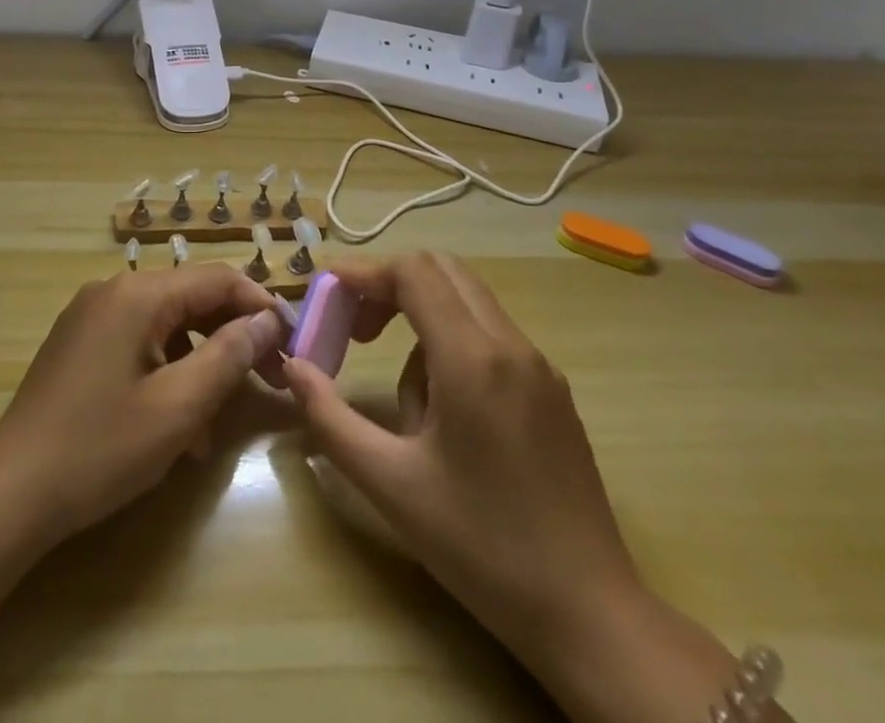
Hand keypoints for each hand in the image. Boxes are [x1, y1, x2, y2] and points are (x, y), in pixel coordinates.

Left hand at [0, 263, 286, 548]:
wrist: (11, 492)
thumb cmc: (100, 448)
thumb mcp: (178, 407)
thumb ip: (228, 356)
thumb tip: (266, 321)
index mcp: (137, 294)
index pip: (216, 279)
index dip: (259, 307)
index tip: (292, 344)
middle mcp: (113, 291)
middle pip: (190, 299)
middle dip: (231, 338)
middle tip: (269, 380)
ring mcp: (91, 317)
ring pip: (166, 326)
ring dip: (199, 364)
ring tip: (217, 421)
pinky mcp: (80, 345)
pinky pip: (138, 345)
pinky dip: (166, 374)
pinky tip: (177, 427)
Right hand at [285, 254, 785, 722]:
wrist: (591, 615)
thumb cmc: (482, 548)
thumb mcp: (389, 485)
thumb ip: (329, 418)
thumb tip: (292, 368)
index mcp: (473, 359)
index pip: (413, 272)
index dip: (363, 272)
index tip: (326, 295)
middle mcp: (511, 345)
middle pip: (441, 270)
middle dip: (388, 285)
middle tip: (355, 328)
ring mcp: (539, 365)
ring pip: (466, 299)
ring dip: (420, 317)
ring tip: (404, 397)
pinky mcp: (552, 389)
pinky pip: (490, 334)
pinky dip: (451, 342)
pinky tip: (445, 412)